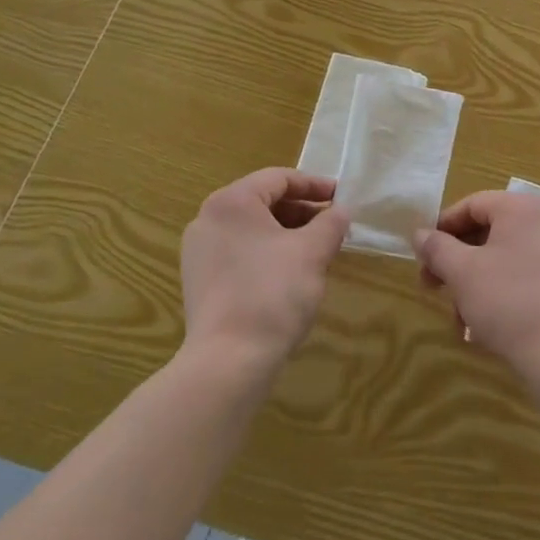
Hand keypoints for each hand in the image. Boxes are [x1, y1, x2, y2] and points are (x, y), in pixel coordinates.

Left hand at [180, 168, 349, 374]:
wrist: (228, 361)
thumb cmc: (273, 293)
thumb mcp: (313, 252)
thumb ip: (331, 223)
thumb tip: (341, 211)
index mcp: (232, 201)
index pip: (279, 178)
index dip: (314, 185)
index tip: (341, 198)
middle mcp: (208, 218)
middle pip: (263, 201)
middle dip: (301, 211)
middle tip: (332, 225)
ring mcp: (199, 251)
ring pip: (251, 228)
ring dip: (286, 232)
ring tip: (316, 250)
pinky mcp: (199, 280)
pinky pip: (239, 251)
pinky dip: (266, 252)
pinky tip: (290, 273)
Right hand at [414, 191, 539, 378]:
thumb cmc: (508, 301)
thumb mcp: (462, 272)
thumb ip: (437, 248)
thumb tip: (421, 234)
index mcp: (522, 209)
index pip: (472, 204)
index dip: (443, 227)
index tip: (423, 254)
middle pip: (488, 233)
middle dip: (456, 262)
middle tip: (433, 287)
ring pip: (503, 260)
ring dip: (474, 285)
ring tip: (459, 320)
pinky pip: (524, 278)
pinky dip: (499, 294)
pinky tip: (483, 327)